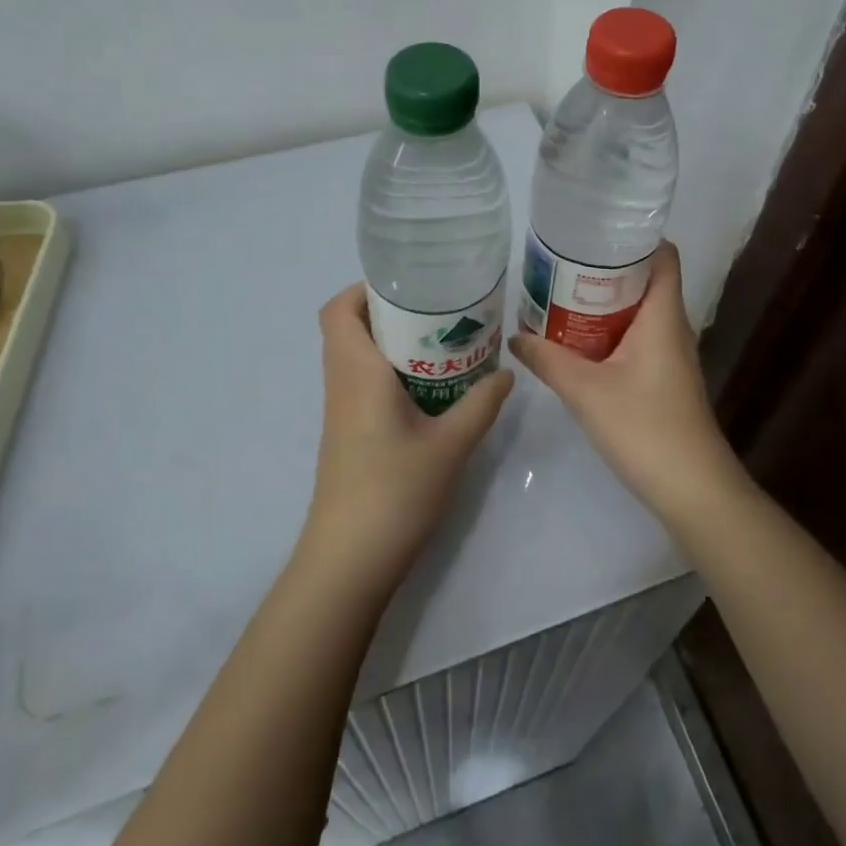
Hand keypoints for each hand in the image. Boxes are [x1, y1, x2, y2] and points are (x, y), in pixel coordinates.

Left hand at [300, 284, 514, 593]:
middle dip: (389, 312)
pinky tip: (429, 388)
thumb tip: (506, 373)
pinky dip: (389, 371)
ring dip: (390, 342)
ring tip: (441, 343)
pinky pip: (361, 382)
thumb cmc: (396, 490)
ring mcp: (340, 410)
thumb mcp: (451, 444)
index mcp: (357, 371)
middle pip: (348, 327)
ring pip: (355, 356)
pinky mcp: (346, 433)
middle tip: (438, 312)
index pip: (338, 310)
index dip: (364, 289)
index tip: (409, 286)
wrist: (350, 559)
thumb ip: (481, 404)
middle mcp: (341, 382)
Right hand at [509, 241, 743, 527]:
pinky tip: (576, 342)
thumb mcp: (585, 391)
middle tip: (560, 263)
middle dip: (604, 269)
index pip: (662, 255)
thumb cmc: (645, 428)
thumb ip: (547, 360)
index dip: (634, 237)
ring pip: (637, 311)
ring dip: (603, 302)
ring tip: (560, 295)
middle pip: (644, 279)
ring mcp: (669, 354)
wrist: (692, 489)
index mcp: (663, 315)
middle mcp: (671, 327)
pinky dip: (608, 331)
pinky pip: (635, 338)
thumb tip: (515, 337)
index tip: (592, 231)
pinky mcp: (663, 378)